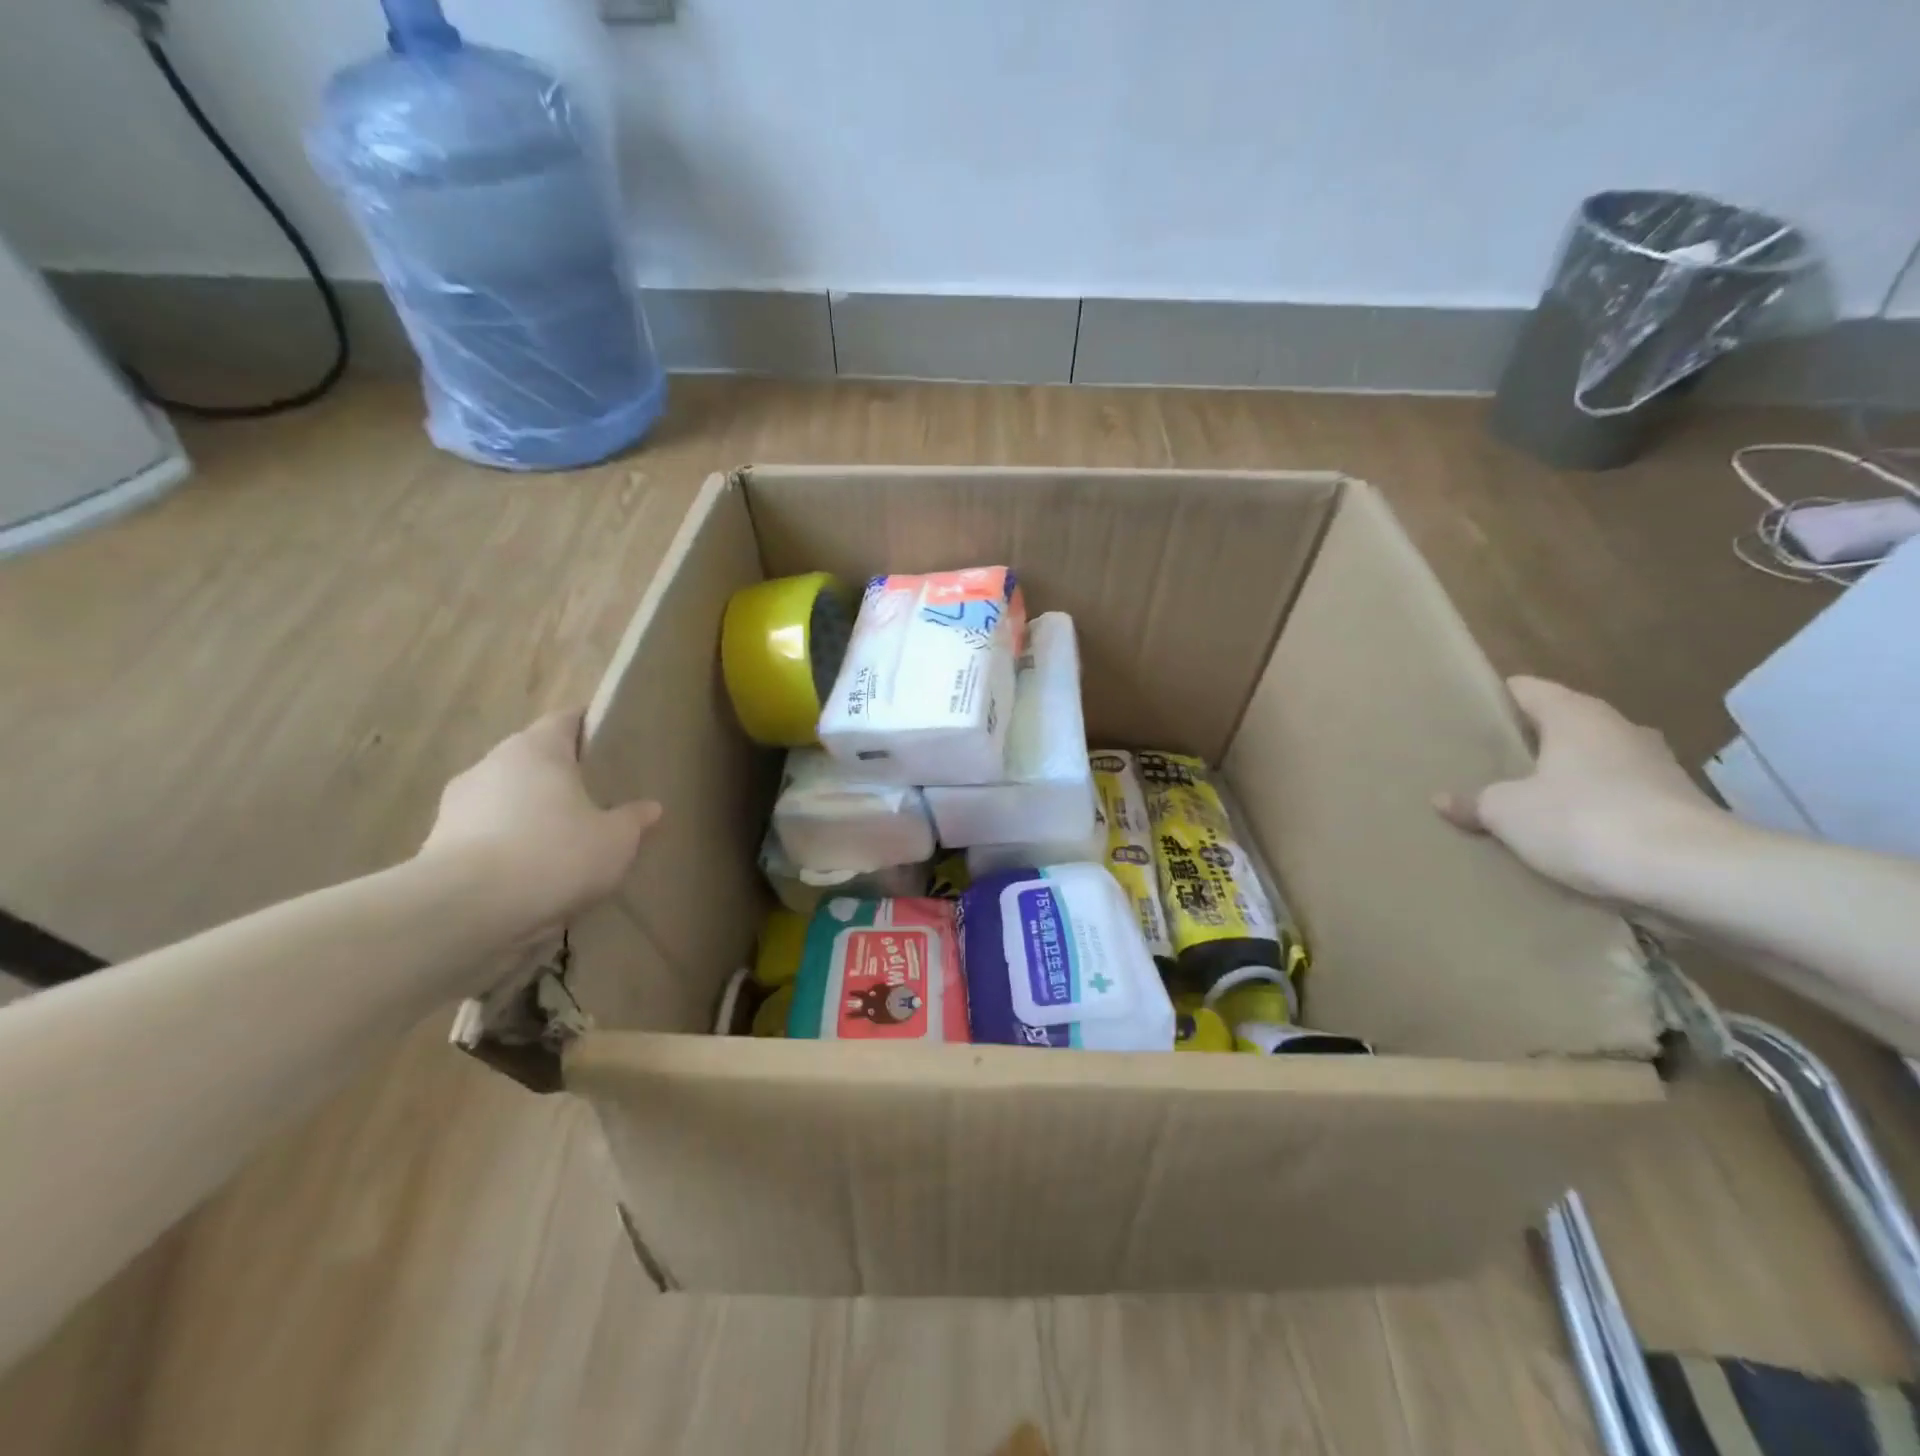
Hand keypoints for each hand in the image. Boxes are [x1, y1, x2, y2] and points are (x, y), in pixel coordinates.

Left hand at [420, 710, 659, 939]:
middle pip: (534, 759)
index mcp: (537, 748)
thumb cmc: (554, 854)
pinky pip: (485, 835)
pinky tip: (529, 875)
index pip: (567, 719)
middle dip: (562, 777)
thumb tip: (649, 807)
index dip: (591, 728)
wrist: (465, 910)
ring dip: (530, 814)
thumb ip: (633, 819)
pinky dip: (506, 847)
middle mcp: (493, 763)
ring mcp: (458, 803)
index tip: (613, 747)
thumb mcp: (616, 840)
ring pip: (507, 798)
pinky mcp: (437, 843)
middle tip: (595, 800)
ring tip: (561, 845)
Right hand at [1435, 676, 1725, 903]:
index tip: (1469, 712)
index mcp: (1575, 715)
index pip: (1527, 689)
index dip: (1496, 698)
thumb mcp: (1506, 812)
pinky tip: (1569, 833)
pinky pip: (1620, 798)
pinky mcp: (1678, 806)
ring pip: (1595, 762)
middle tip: (1489, 760)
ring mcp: (1656, 767)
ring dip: (1566, 777)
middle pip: (1564, 724)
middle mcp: (1619, 729)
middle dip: (1531, 741)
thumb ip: (1474, 801)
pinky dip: (1594, 809)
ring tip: (1526, 798)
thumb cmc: (1584, 820)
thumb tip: (1443, 799)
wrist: (1693, 873)